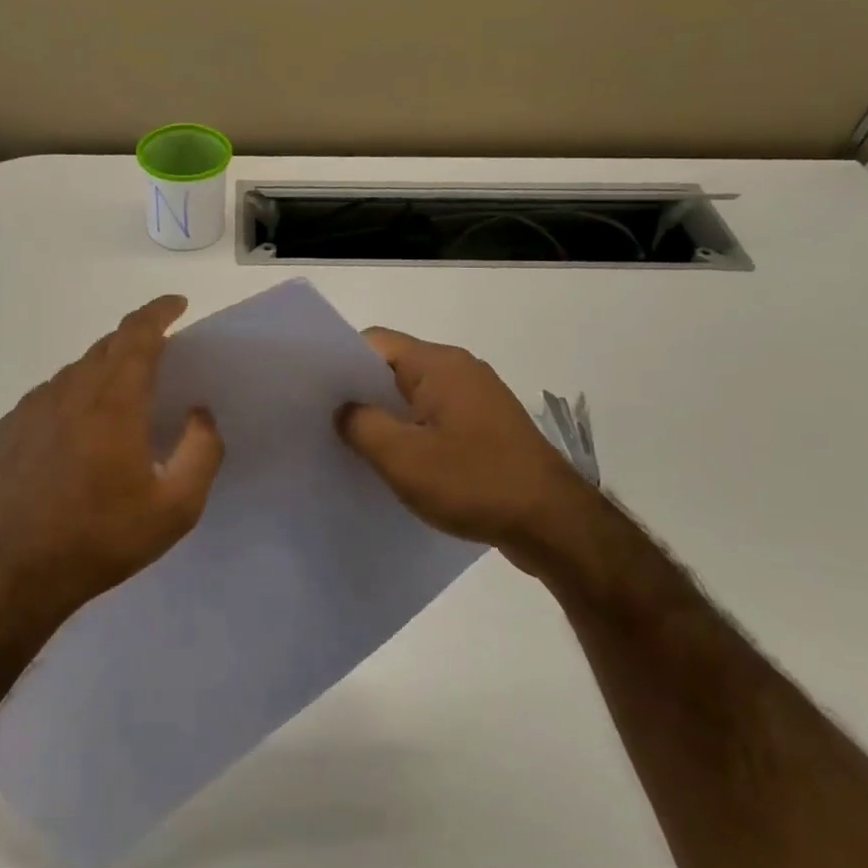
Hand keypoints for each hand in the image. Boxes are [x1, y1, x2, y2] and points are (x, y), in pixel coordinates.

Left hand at [0, 295, 224, 618]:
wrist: (16, 571)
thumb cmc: (102, 537)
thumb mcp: (176, 507)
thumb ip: (201, 451)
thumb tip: (200, 413)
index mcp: (113, 401)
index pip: (138, 334)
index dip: (159, 311)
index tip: (177, 304)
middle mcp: (70, 391)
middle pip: (107, 346)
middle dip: (137, 341)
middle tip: (160, 358)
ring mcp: (33, 407)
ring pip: (77, 371)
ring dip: (104, 372)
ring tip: (120, 404)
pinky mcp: (10, 428)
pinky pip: (50, 396)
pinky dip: (73, 398)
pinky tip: (77, 433)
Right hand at [336, 327, 597, 573]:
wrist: (555, 525)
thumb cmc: (473, 482)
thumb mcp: (401, 457)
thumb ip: (361, 425)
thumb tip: (343, 410)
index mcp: (439, 364)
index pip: (374, 342)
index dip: (339, 362)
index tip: (313, 392)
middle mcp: (460, 371)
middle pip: (393, 368)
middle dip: (359, 393)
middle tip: (323, 421)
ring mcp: (477, 400)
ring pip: (414, 397)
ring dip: (386, 418)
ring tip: (353, 447)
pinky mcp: (487, 429)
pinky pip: (435, 420)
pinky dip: (412, 435)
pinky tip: (395, 465)